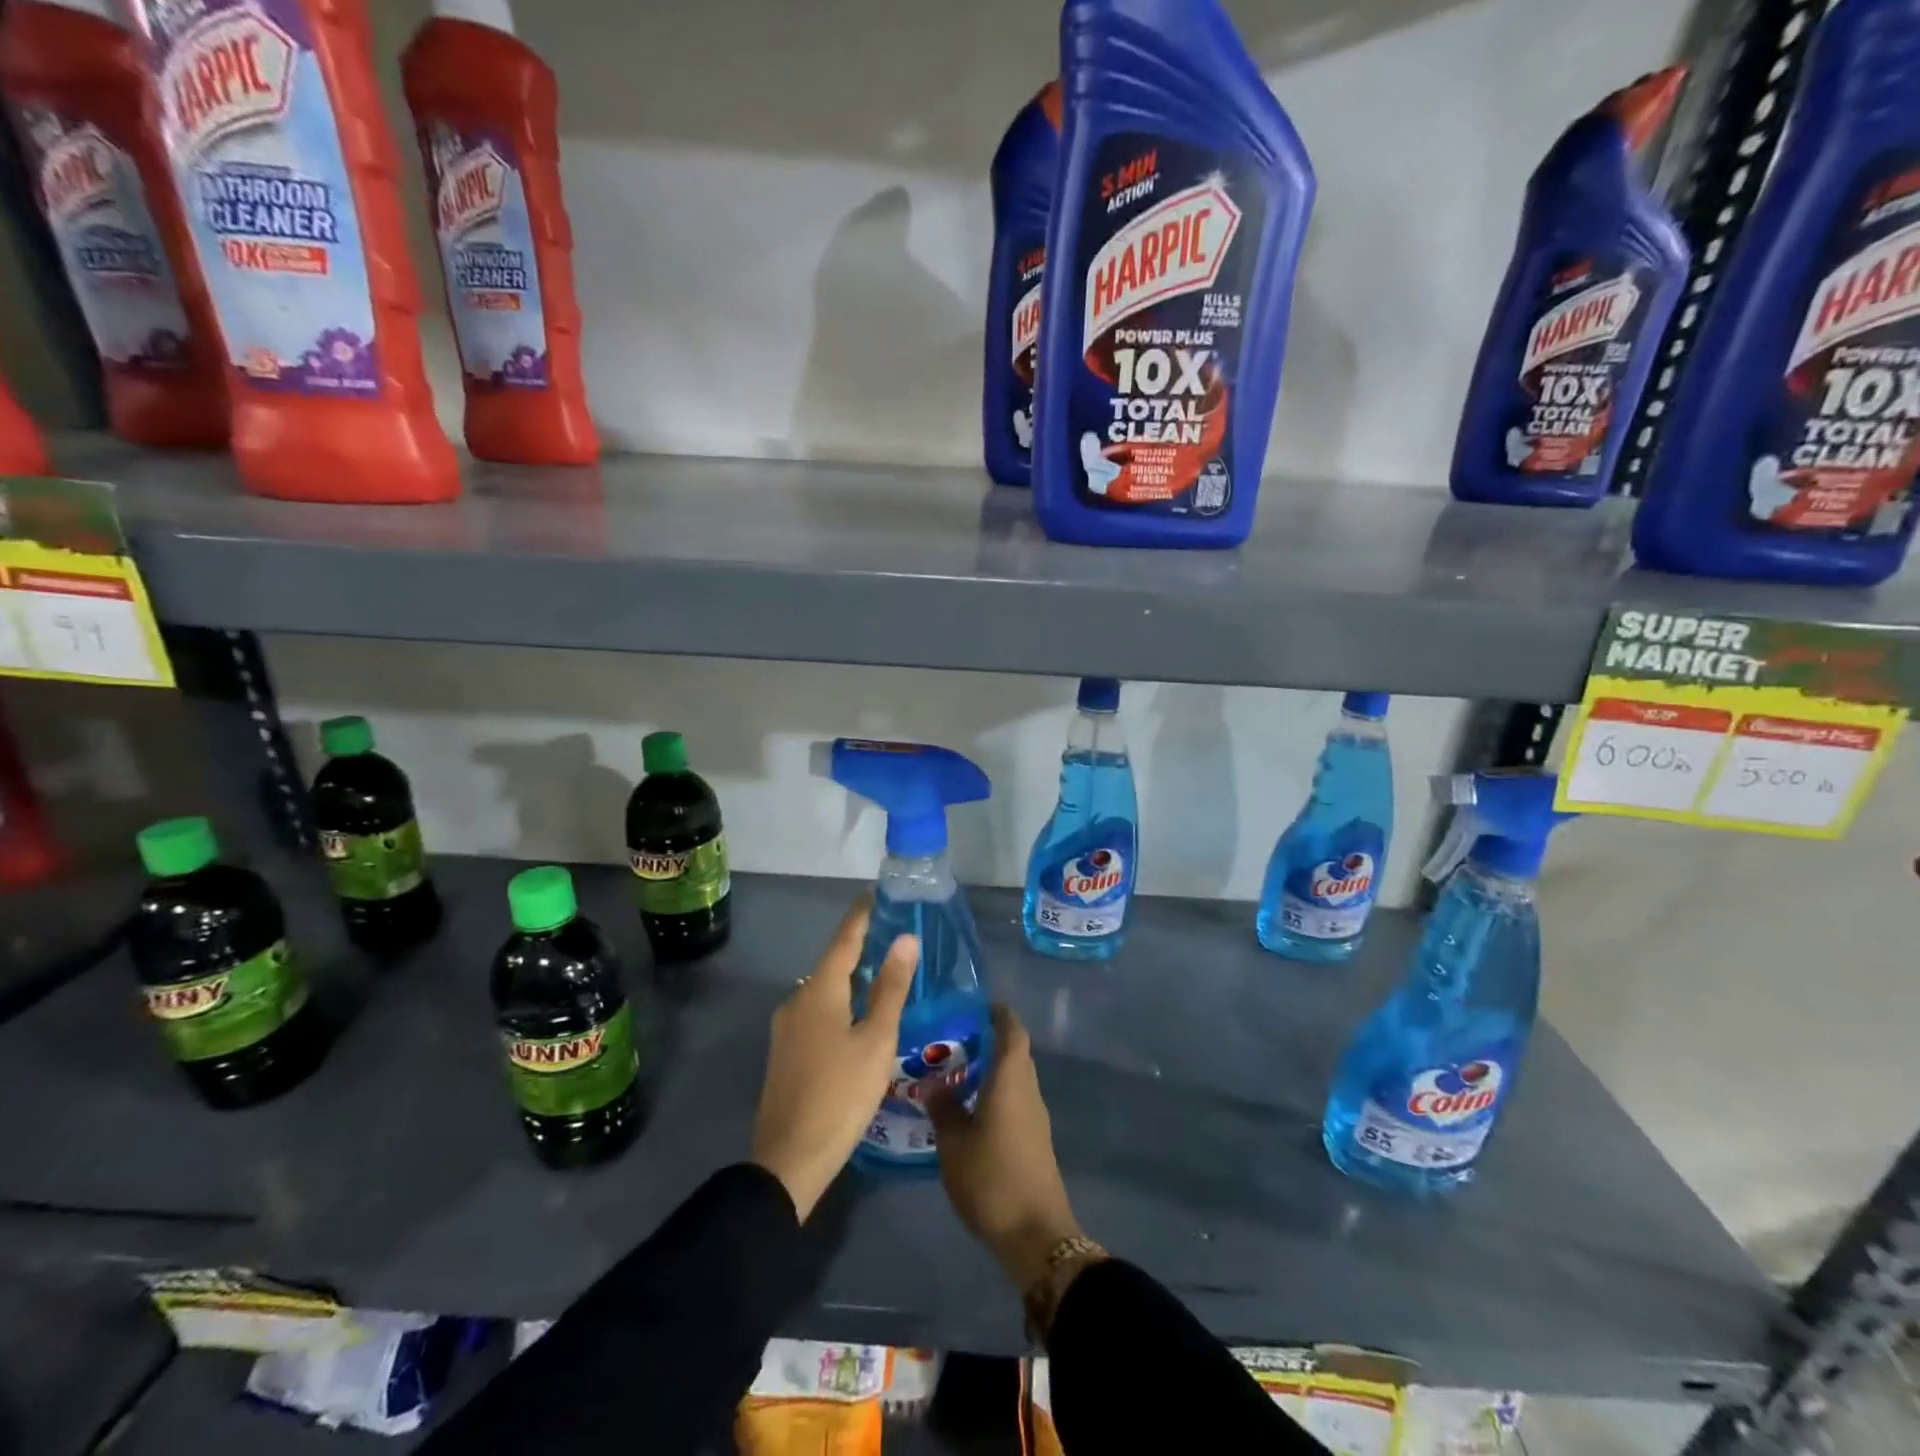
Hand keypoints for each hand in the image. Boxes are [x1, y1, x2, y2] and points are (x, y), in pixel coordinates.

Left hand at [749, 897, 917, 1221]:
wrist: (789, 1160)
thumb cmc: (840, 1094)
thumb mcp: (876, 1040)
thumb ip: (891, 988)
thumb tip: (905, 940)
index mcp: (818, 992)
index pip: (844, 939)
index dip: (862, 915)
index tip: (877, 893)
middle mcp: (797, 1001)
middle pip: (833, 963)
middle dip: (860, 946)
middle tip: (893, 934)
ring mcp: (787, 1028)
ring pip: (825, 990)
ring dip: (852, 977)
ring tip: (884, 972)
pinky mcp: (787, 1052)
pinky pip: (818, 1012)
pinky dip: (841, 1002)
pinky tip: (860, 1015)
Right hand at [929, 1005, 1081, 1291]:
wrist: (1035, 1235)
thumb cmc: (992, 1178)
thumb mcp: (954, 1143)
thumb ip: (943, 1108)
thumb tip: (933, 1083)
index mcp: (1012, 1079)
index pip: (1012, 1030)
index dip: (997, 1013)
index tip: (973, 1005)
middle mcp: (1028, 1090)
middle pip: (1014, 1052)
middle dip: (986, 1040)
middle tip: (950, 1039)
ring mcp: (1035, 1116)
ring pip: (1013, 1078)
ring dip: (989, 1069)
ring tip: (952, 1073)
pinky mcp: (1034, 1139)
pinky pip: (1014, 1100)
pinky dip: (994, 1093)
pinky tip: (967, 1108)